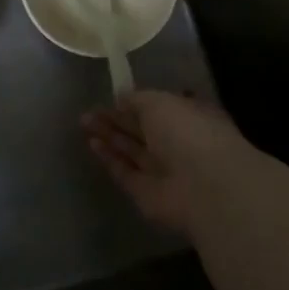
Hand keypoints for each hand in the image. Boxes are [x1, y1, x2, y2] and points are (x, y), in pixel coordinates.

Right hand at [81, 90, 268, 237]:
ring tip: (84, 122)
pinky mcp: (146, 193)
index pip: (159, 108)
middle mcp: (176, 143)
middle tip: (89, 111)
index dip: (134, 102)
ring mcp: (162, 170)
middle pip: (141, 129)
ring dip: (109, 136)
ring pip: (131, 150)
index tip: (111, 96)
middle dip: (115, 119)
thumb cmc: (187, 132)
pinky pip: (125, 172)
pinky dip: (109, 158)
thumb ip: (137, 99)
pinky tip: (91, 144)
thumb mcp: (160, 102)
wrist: (204, 186)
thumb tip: (121, 99)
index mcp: (188, 116)